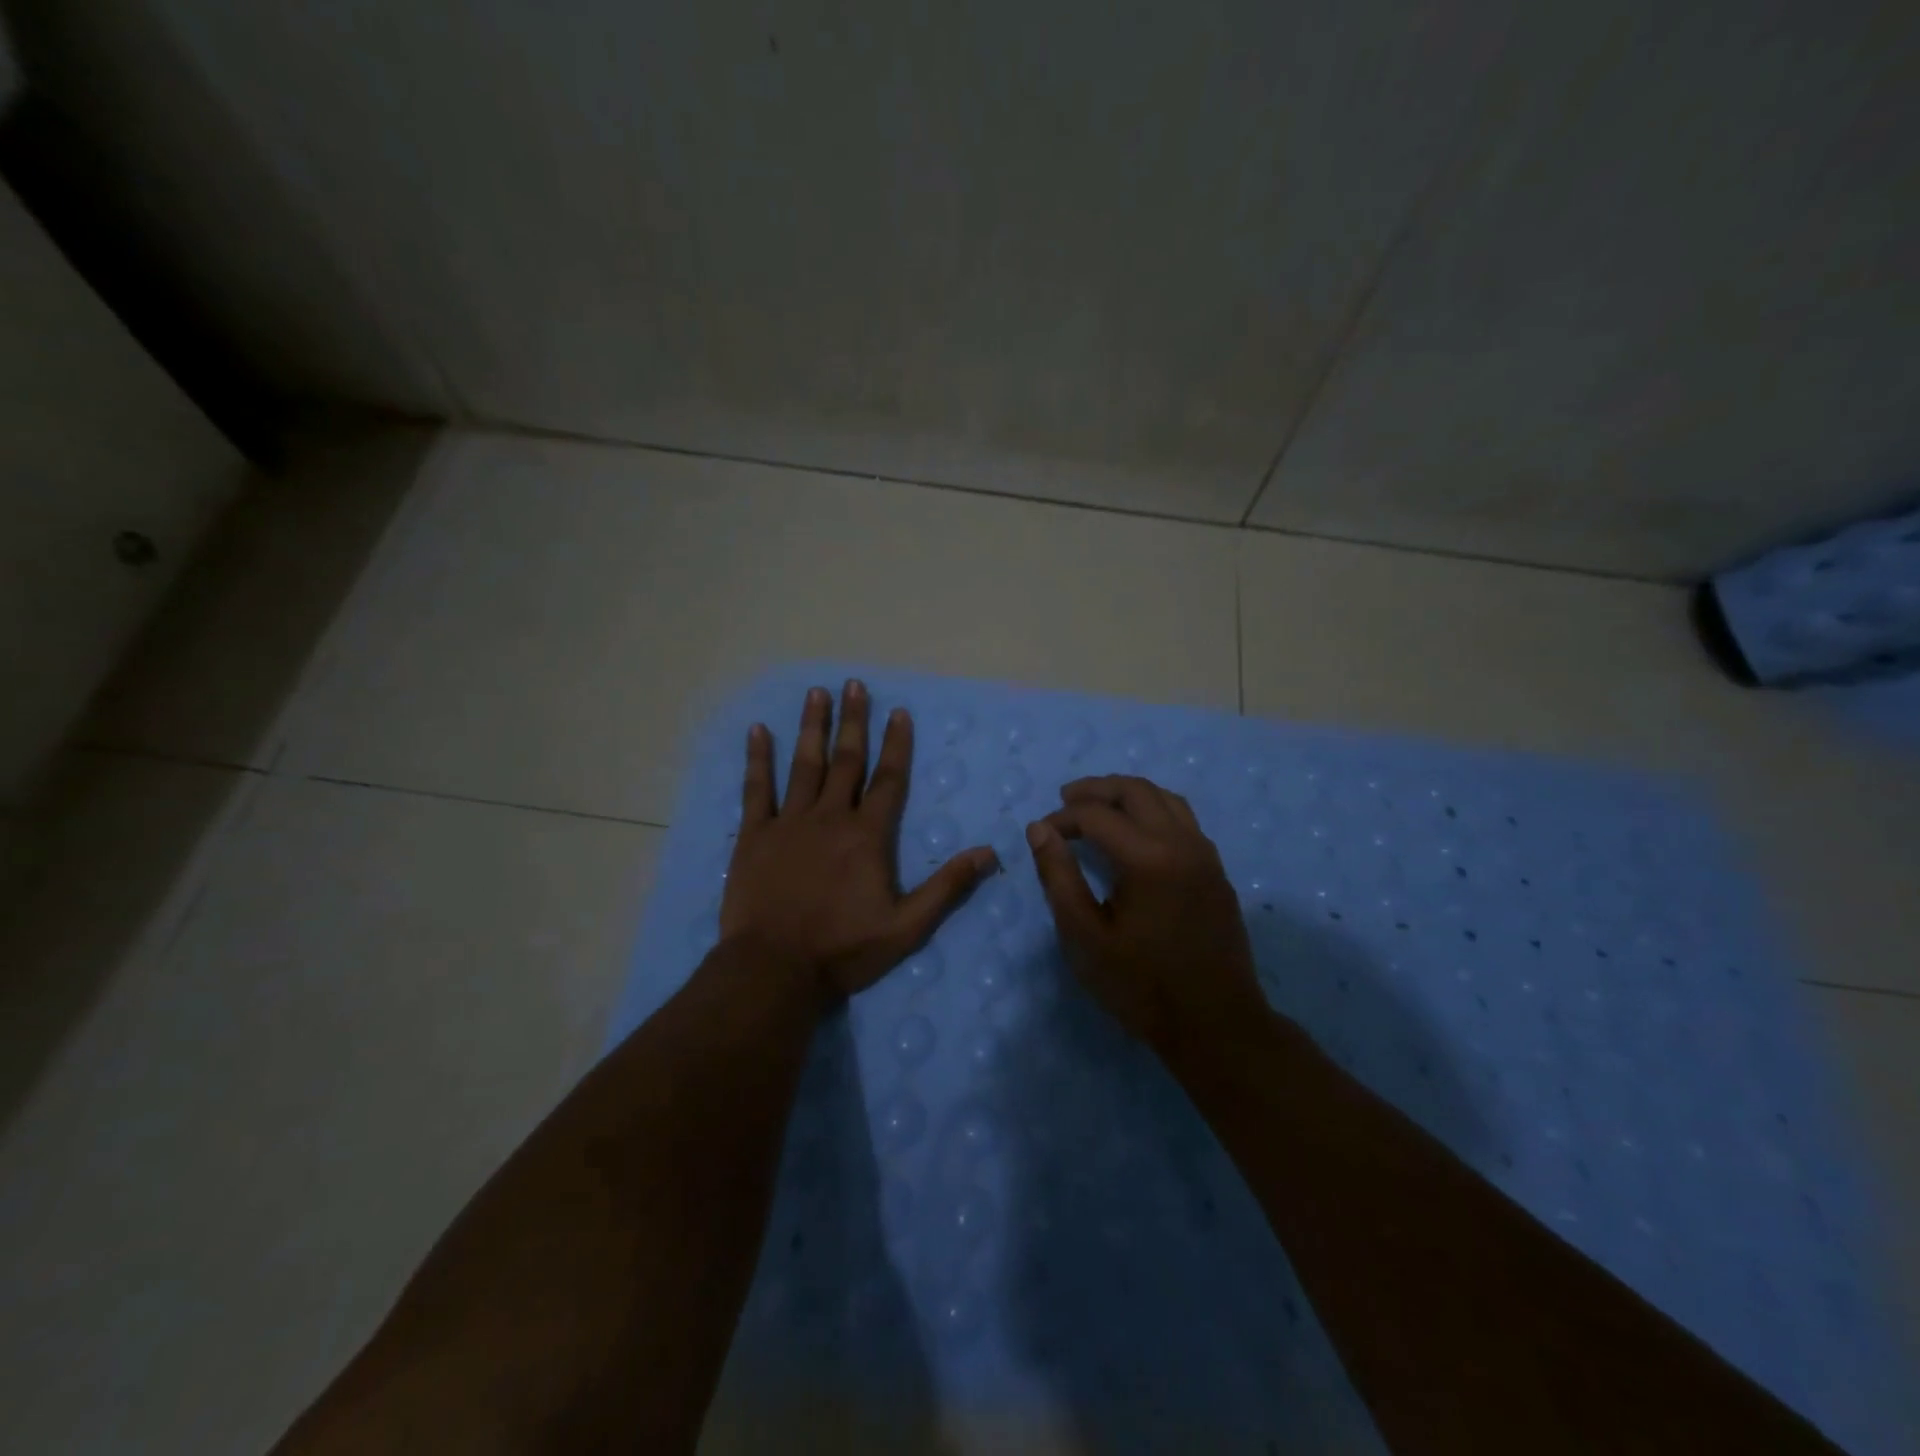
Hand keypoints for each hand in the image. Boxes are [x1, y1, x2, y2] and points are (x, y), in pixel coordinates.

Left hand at [722, 680, 997, 1001]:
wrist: (774, 968)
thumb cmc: (843, 949)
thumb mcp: (907, 927)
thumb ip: (947, 887)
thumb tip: (990, 853)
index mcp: (867, 836)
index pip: (888, 780)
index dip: (896, 744)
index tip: (899, 711)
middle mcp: (830, 817)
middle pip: (846, 760)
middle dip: (853, 721)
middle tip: (854, 684)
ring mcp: (790, 822)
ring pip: (804, 764)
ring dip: (812, 727)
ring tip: (817, 693)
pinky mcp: (755, 835)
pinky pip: (757, 788)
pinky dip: (758, 759)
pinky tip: (758, 730)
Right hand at [1027, 774, 1267, 1057]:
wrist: (1216, 1025)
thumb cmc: (1142, 986)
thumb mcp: (1084, 937)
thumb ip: (1059, 877)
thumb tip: (1039, 829)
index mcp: (1148, 858)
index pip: (1096, 815)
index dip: (1063, 818)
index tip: (1041, 834)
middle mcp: (1182, 843)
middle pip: (1136, 791)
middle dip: (1096, 790)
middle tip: (1065, 799)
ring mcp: (1205, 855)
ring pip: (1165, 798)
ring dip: (1128, 794)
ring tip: (1098, 807)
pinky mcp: (1216, 871)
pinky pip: (1184, 819)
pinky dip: (1154, 810)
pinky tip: (1137, 833)